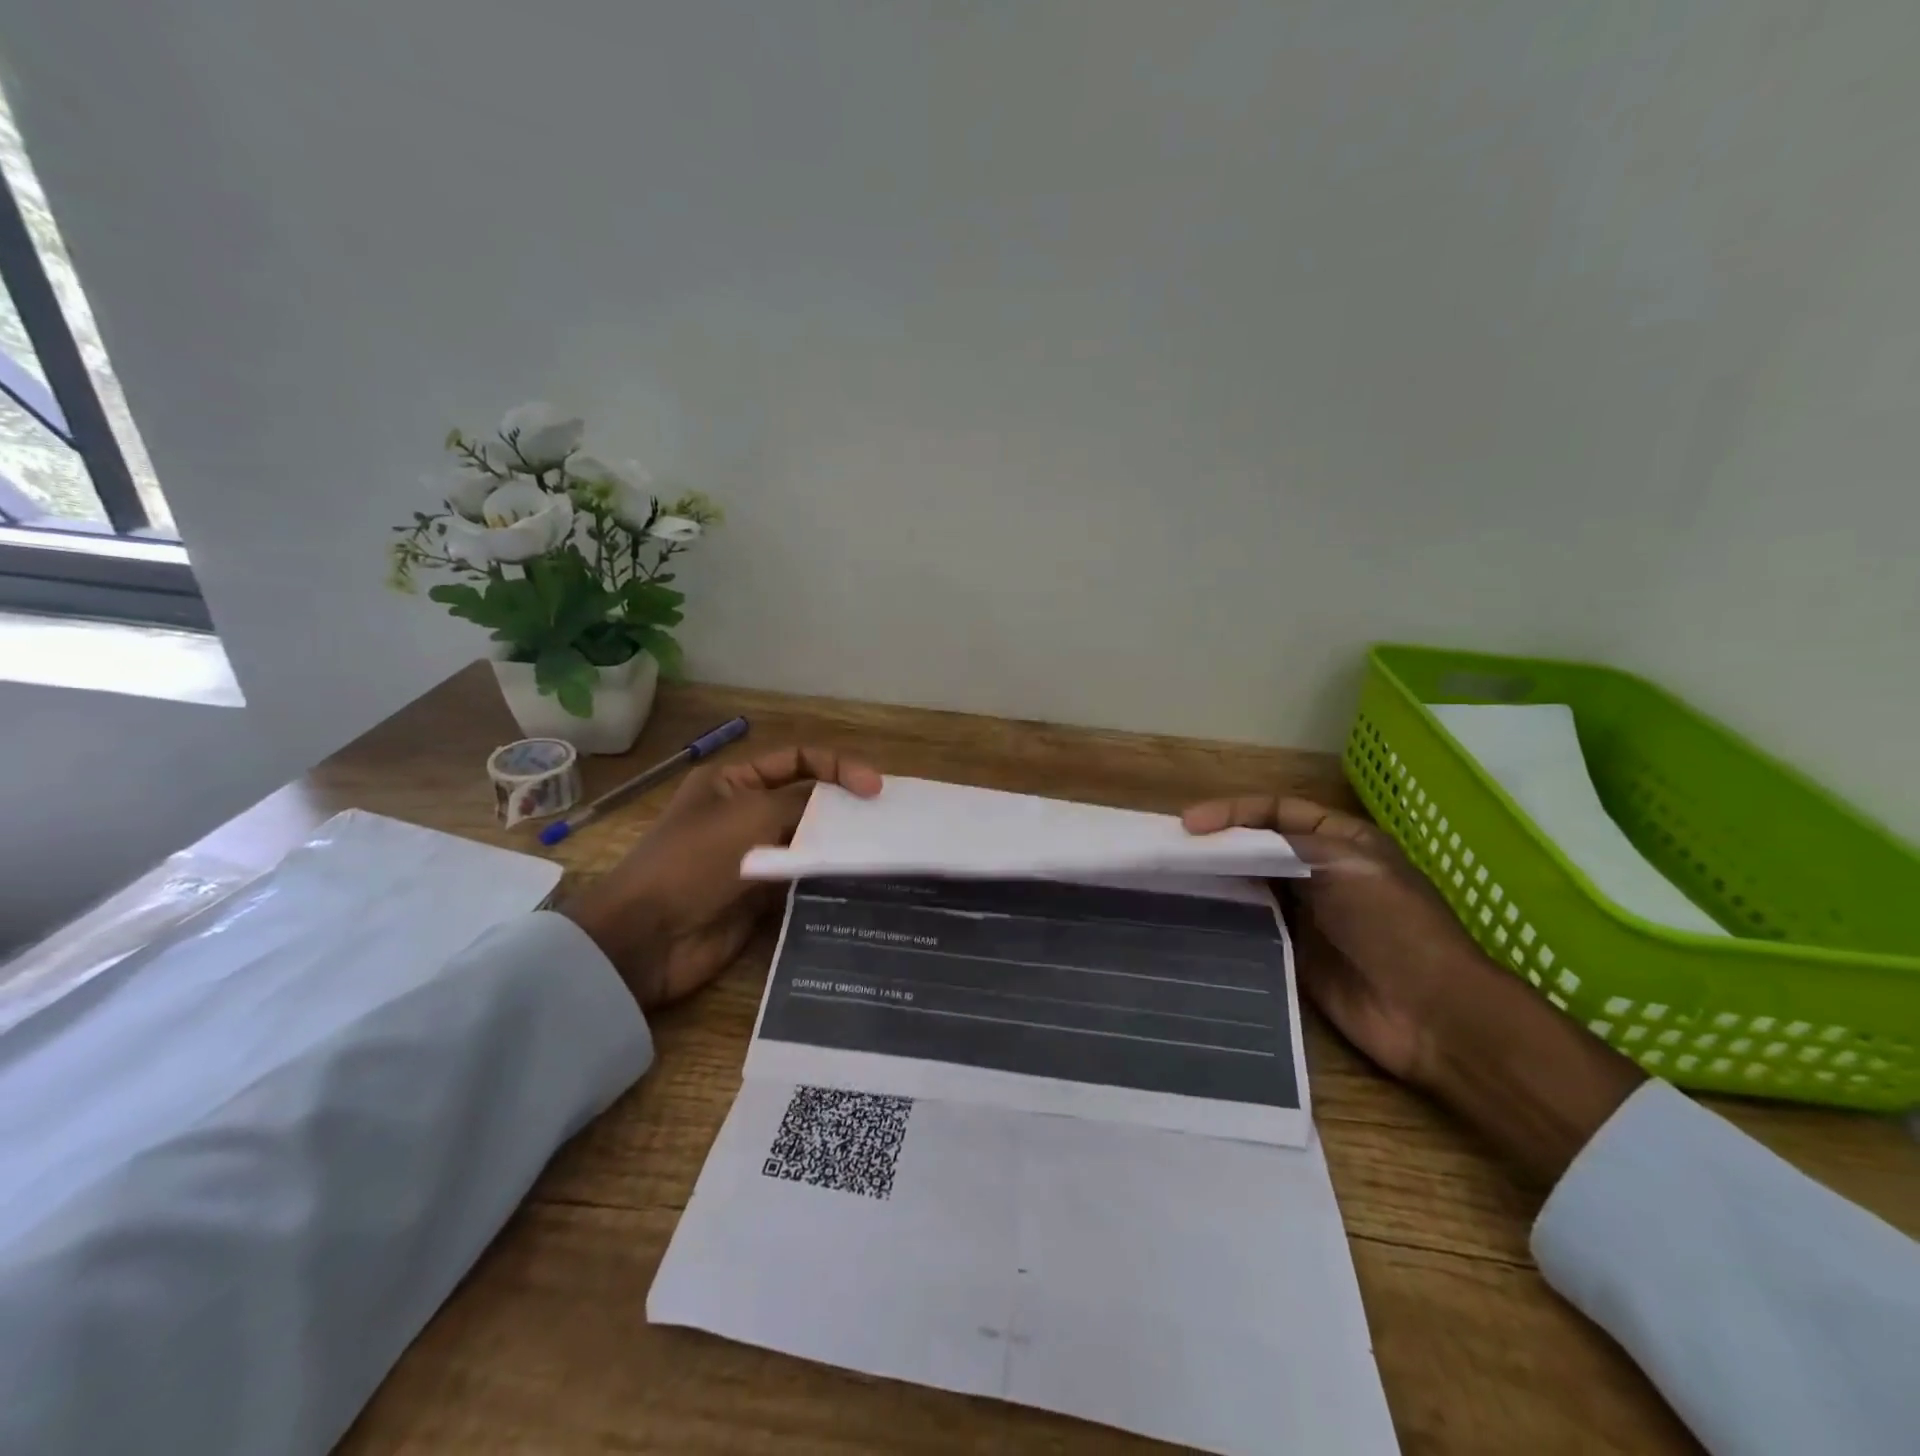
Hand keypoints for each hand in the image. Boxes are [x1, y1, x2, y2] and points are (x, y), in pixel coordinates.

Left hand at [561, 746, 881, 1010]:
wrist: (648, 937)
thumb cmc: (695, 860)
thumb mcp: (751, 815)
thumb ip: (804, 804)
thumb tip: (844, 807)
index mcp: (734, 781)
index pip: (797, 760)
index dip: (838, 766)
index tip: (874, 789)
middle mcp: (746, 813)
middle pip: (807, 800)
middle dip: (844, 806)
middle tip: (885, 820)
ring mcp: (755, 856)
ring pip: (809, 842)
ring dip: (839, 844)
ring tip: (881, 849)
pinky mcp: (763, 896)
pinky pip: (803, 879)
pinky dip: (828, 877)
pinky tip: (859, 880)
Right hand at [1184, 794, 1644, 1182]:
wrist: (1432, 1014)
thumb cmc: (1394, 926)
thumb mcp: (1347, 866)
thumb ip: (1287, 846)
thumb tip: (1229, 842)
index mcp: (1340, 840)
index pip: (1275, 811)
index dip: (1232, 811)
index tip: (1190, 825)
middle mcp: (1317, 871)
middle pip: (1256, 846)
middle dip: (1216, 843)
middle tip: (1170, 849)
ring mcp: (1304, 913)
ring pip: (1248, 884)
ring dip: (1215, 878)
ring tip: (1170, 877)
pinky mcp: (1292, 952)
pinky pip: (1249, 926)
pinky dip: (1222, 916)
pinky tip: (1192, 914)